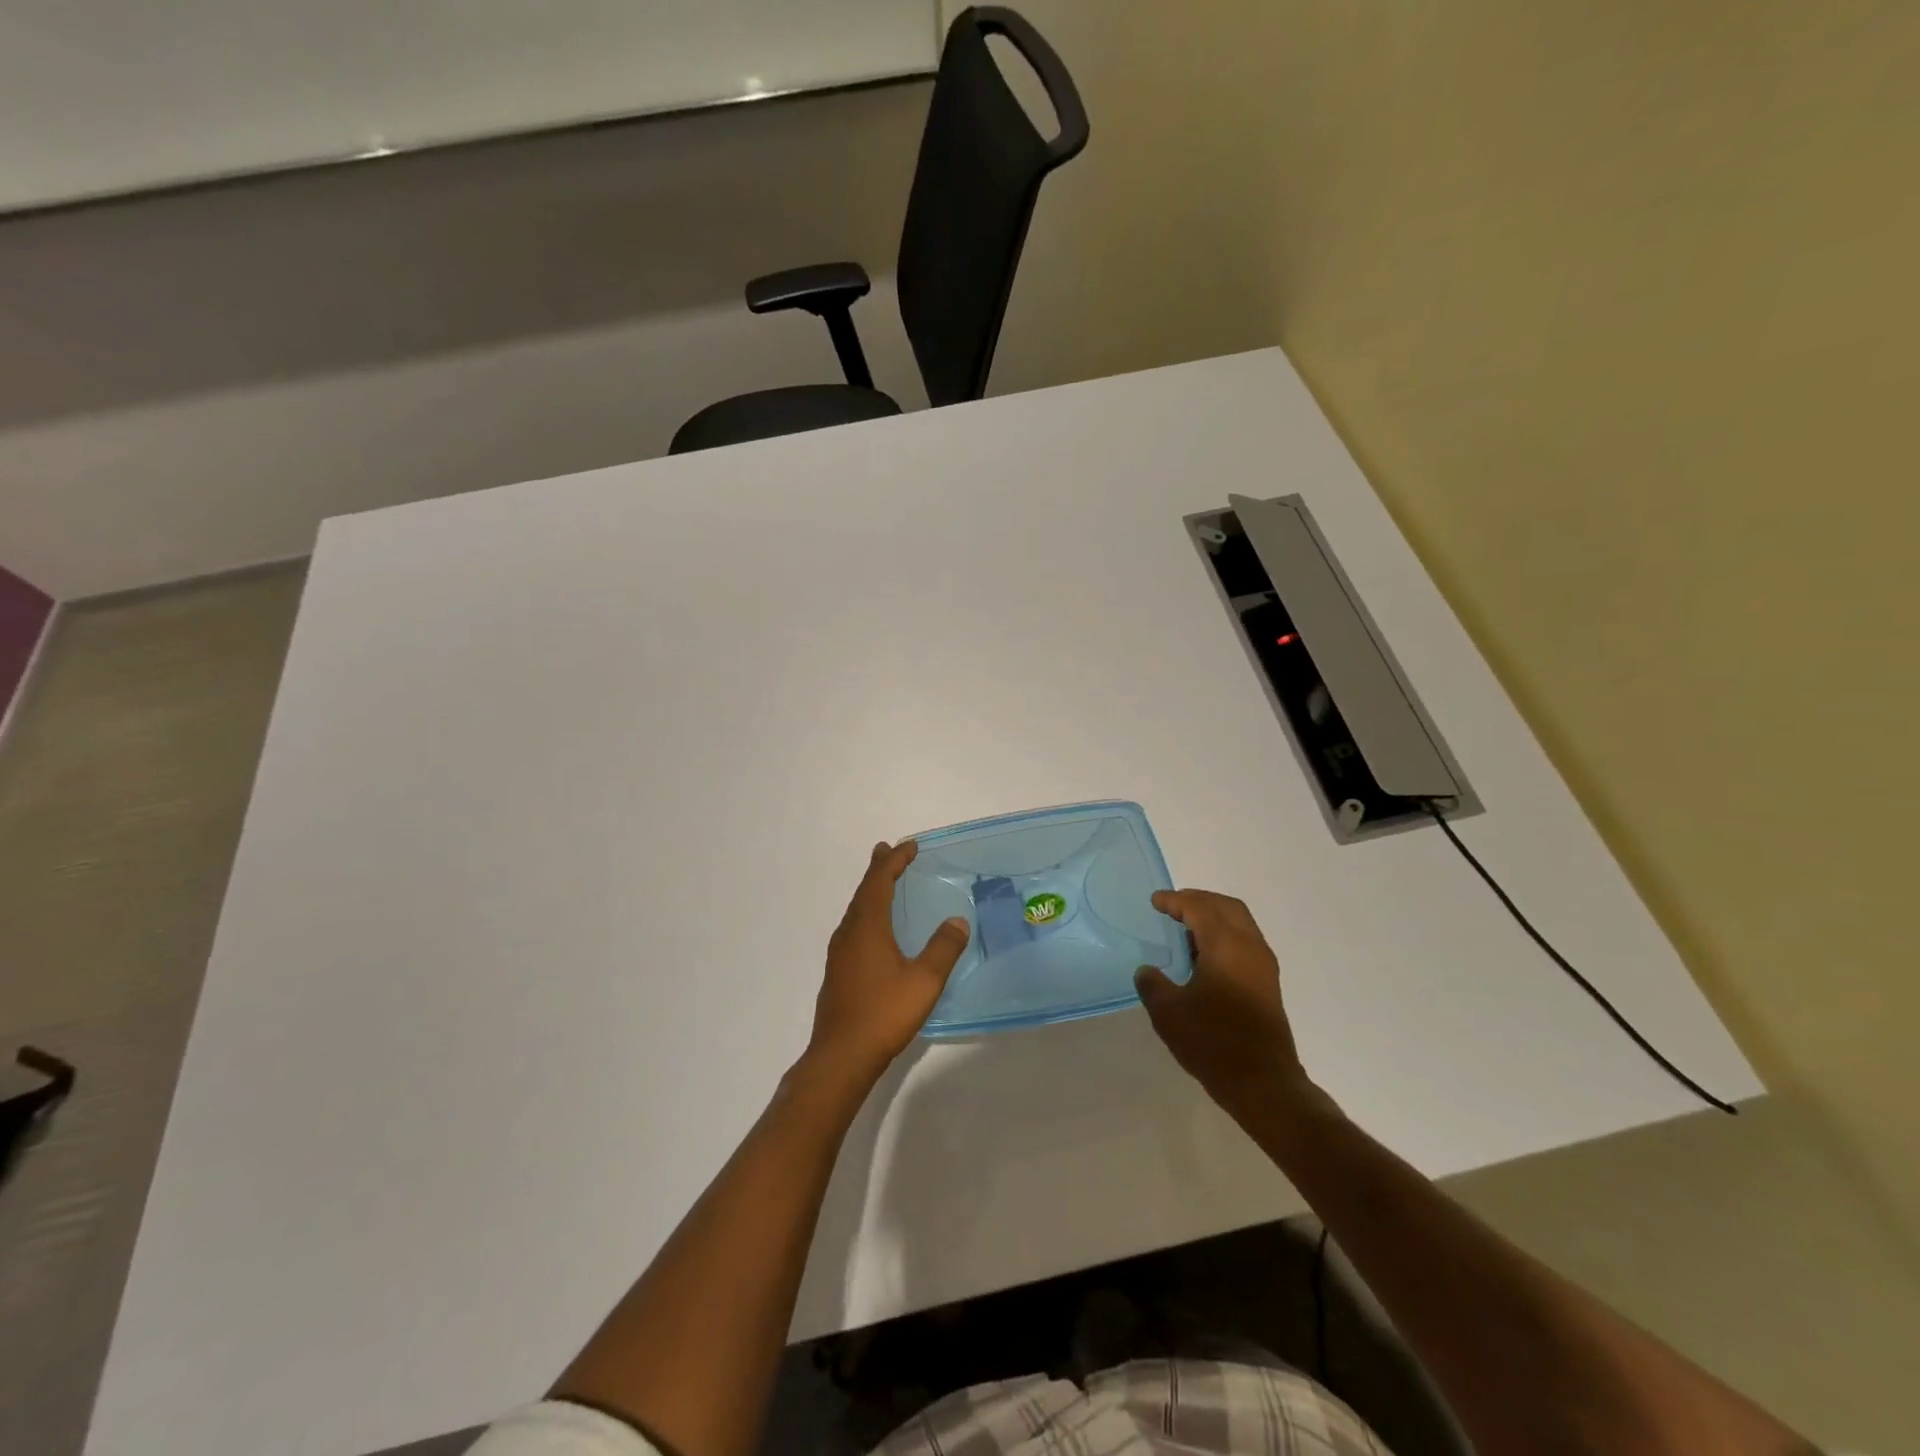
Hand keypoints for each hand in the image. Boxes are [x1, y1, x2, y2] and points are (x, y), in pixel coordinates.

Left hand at [806, 841, 969, 1088]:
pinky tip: (873, 929)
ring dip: (870, 891)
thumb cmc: (884, 1013)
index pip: (879, 882)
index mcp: (867, 927)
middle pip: (863, 891)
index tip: (909, 846)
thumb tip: (957, 920)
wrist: (841, 1056)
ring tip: (882, 882)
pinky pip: (853, 928)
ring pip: (855, 910)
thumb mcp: (924, 981)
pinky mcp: (838, 971)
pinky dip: (866, 913)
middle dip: (878, 870)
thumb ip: (943, 948)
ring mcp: (840, 953)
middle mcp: (849, 933)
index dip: (894, 861)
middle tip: (887, 851)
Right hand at [1134, 889, 1310, 1112]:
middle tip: (1172, 907)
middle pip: (1226, 907)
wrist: (1262, 1083)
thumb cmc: (1213, 1041)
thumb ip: (1152, 984)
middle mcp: (1250, 946)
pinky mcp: (1268, 984)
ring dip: (1213, 918)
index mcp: (1226, 944)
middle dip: (1198, 901)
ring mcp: (1263, 965)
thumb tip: (1147, 971)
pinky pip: (1245, 942)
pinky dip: (1223, 935)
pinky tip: (1203, 956)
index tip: (1155, 902)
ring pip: (1240, 923)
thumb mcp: (1168, 1013)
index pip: (1199, 907)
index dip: (1175, 901)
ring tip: (1184, 929)